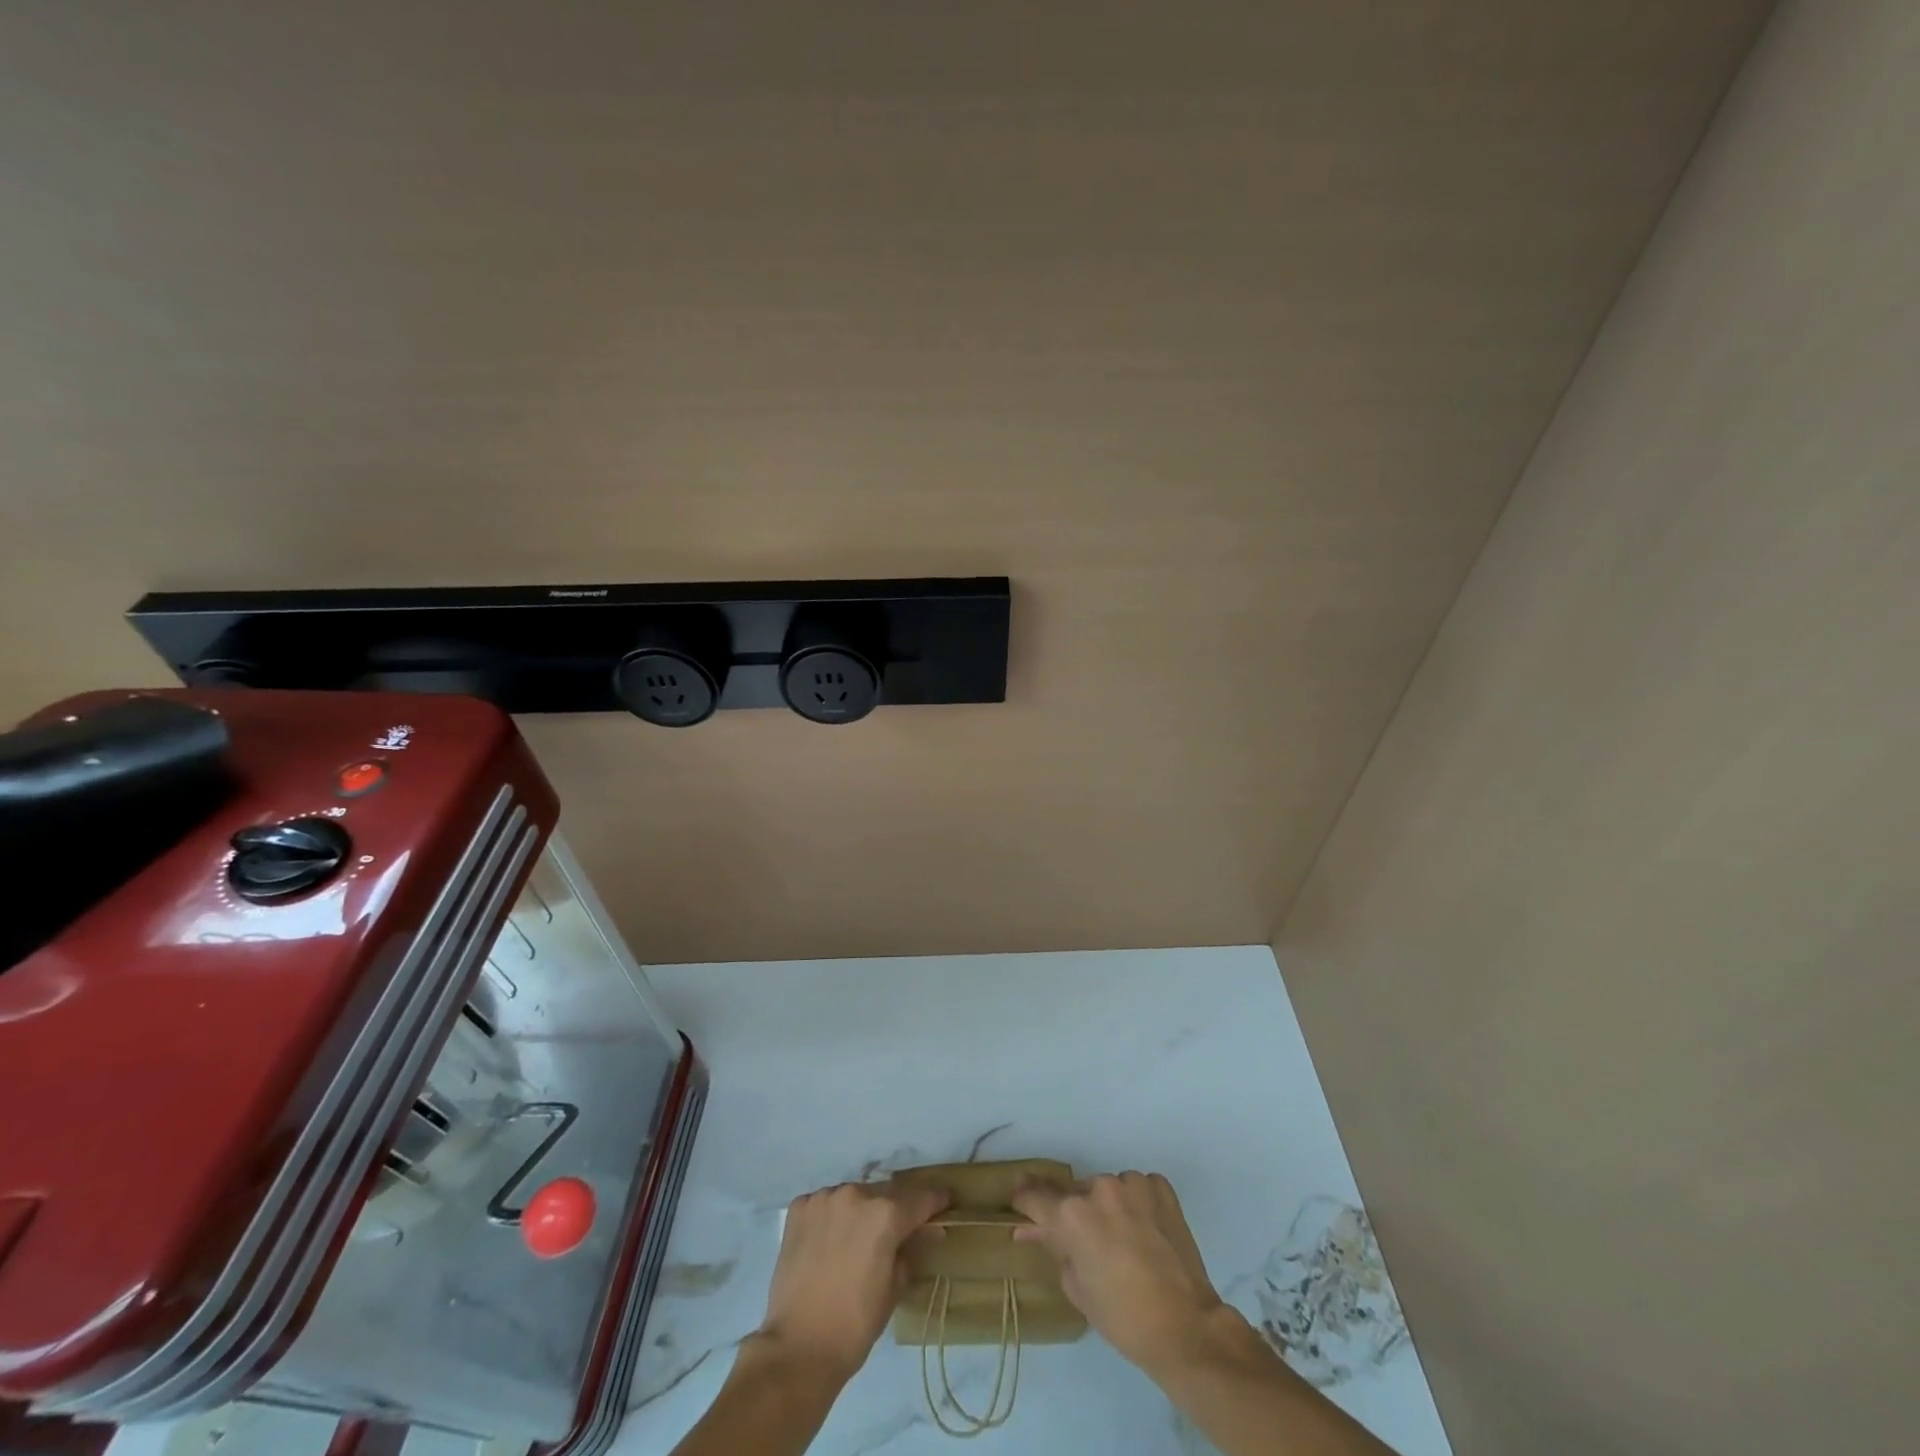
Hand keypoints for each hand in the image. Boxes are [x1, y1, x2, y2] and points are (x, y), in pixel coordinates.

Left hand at [756, 1181, 950, 1382]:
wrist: (798, 1347)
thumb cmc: (855, 1324)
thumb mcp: (894, 1288)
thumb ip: (913, 1250)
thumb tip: (932, 1230)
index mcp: (885, 1214)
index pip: (920, 1199)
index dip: (936, 1200)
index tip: (946, 1200)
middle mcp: (856, 1194)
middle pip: (884, 1195)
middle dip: (892, 1211)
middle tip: (892, 1235)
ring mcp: (824, 1198)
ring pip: (852, 1197)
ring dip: (859, 1212)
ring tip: (854, 1242)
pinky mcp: (799, 1208)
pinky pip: (824, 1204)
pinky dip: (831, 1217)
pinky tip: (827, 1243)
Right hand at [1011, 1171, 1226, 1375]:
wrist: (1186, 1326)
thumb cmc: (1122, 1317)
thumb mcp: (1076, 1287)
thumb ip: (1053, 1249)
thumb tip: (1030, 1231)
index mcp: (1072, 1214)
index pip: (1035, 1196)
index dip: (1024, 1199)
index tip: (1018, 1198)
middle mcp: (1099, 1187)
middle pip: (1075, 1194)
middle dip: (1074, 1213)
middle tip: (1084, 1242)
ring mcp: (1132, 1183)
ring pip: (1107, 1189)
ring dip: (1107, 1207)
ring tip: (1122, 1240)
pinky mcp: (1160, 1187)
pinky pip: (1137, 1188)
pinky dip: (1135, 1203)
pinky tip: (1145, 1230)